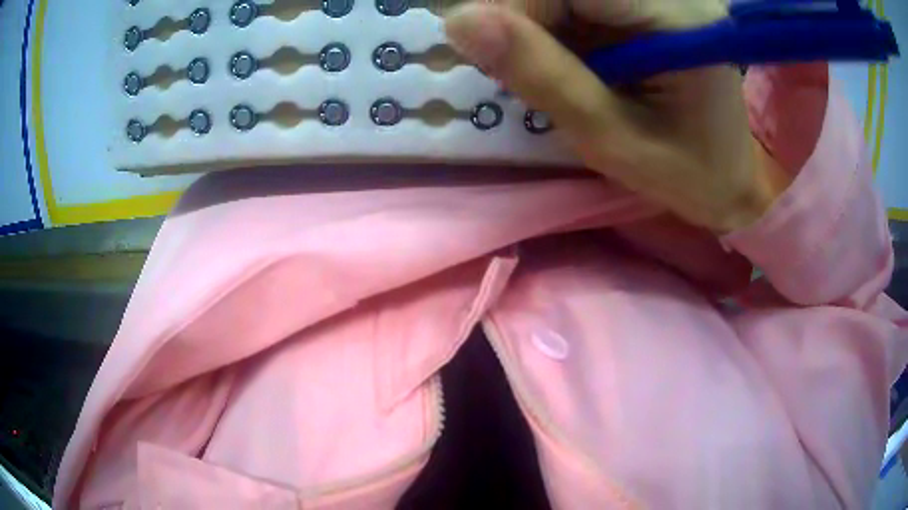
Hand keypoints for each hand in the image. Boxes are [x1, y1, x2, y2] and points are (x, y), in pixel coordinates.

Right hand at [444, 0, 791, 231]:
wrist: (730, 180)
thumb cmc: (684, 172)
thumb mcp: (610, 137)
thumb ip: (542, 75)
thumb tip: (460, 21)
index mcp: (679, 19)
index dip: (519, 8)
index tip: (494, 55)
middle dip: (528, 20)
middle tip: (524, 72)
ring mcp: (661, 0)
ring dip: (540, 28)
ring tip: (561, 77)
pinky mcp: (649, 8)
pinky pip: (580, 7)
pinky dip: (558, 32)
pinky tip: (574, 66)